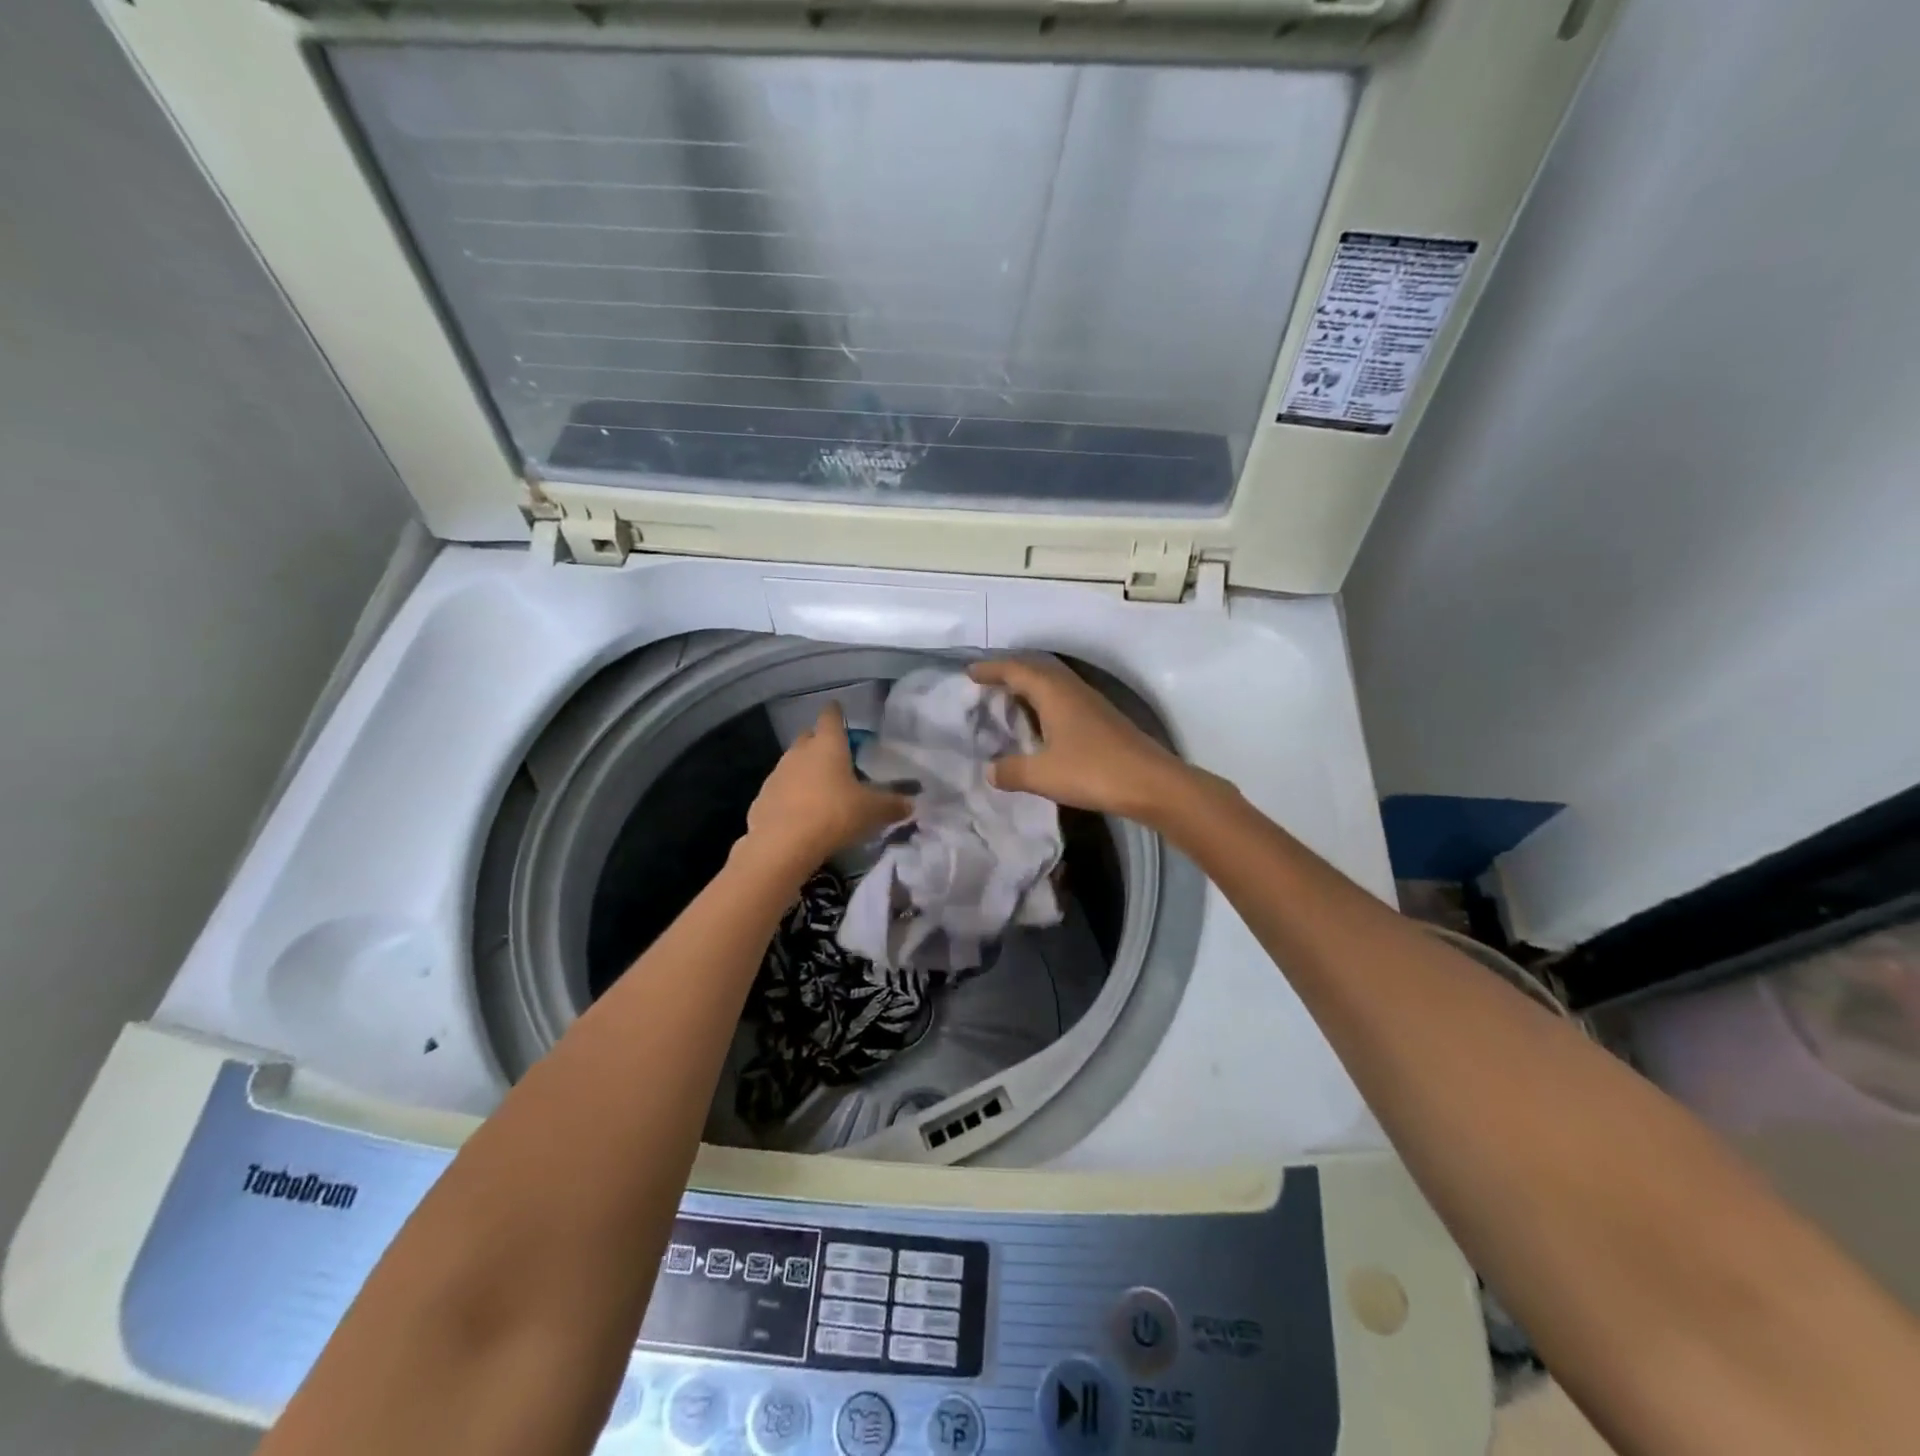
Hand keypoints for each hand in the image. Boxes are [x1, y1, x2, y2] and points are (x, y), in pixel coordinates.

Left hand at [742, 704, 910, 876]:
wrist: (782, 844)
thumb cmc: (834, 814)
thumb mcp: (872, 811)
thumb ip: (893, 804)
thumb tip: (911, 803)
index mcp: (828, 745)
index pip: (831, 716)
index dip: (836, 712)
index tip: (839, 710)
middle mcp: (799, 752)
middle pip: (809, 737)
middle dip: (820, 742)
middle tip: (836, 755)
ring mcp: (777, 774)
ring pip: (793, 763)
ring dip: (805, 770)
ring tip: (821, 788)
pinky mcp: (762, 798)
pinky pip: (781, 789)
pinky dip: (791, 795)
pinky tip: (802, 813)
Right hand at [969, 658, 1187, 820]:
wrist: (1152, 783)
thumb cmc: (1093, 771)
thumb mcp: (1042, 774)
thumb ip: (1011, 771)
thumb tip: (990, 770)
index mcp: (1054, 693)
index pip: (1016, 670)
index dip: (992, 669)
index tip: (970, 672)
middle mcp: (1072, 690)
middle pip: (1036, 671)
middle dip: (1009, 674)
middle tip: (986, 684)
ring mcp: (1091, 704)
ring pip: (1053, 685)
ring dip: (1029, 688)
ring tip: (1009, 702)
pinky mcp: (1103, 720)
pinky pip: (1064, 700)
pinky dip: (1045, 704)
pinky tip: (1041, 726)